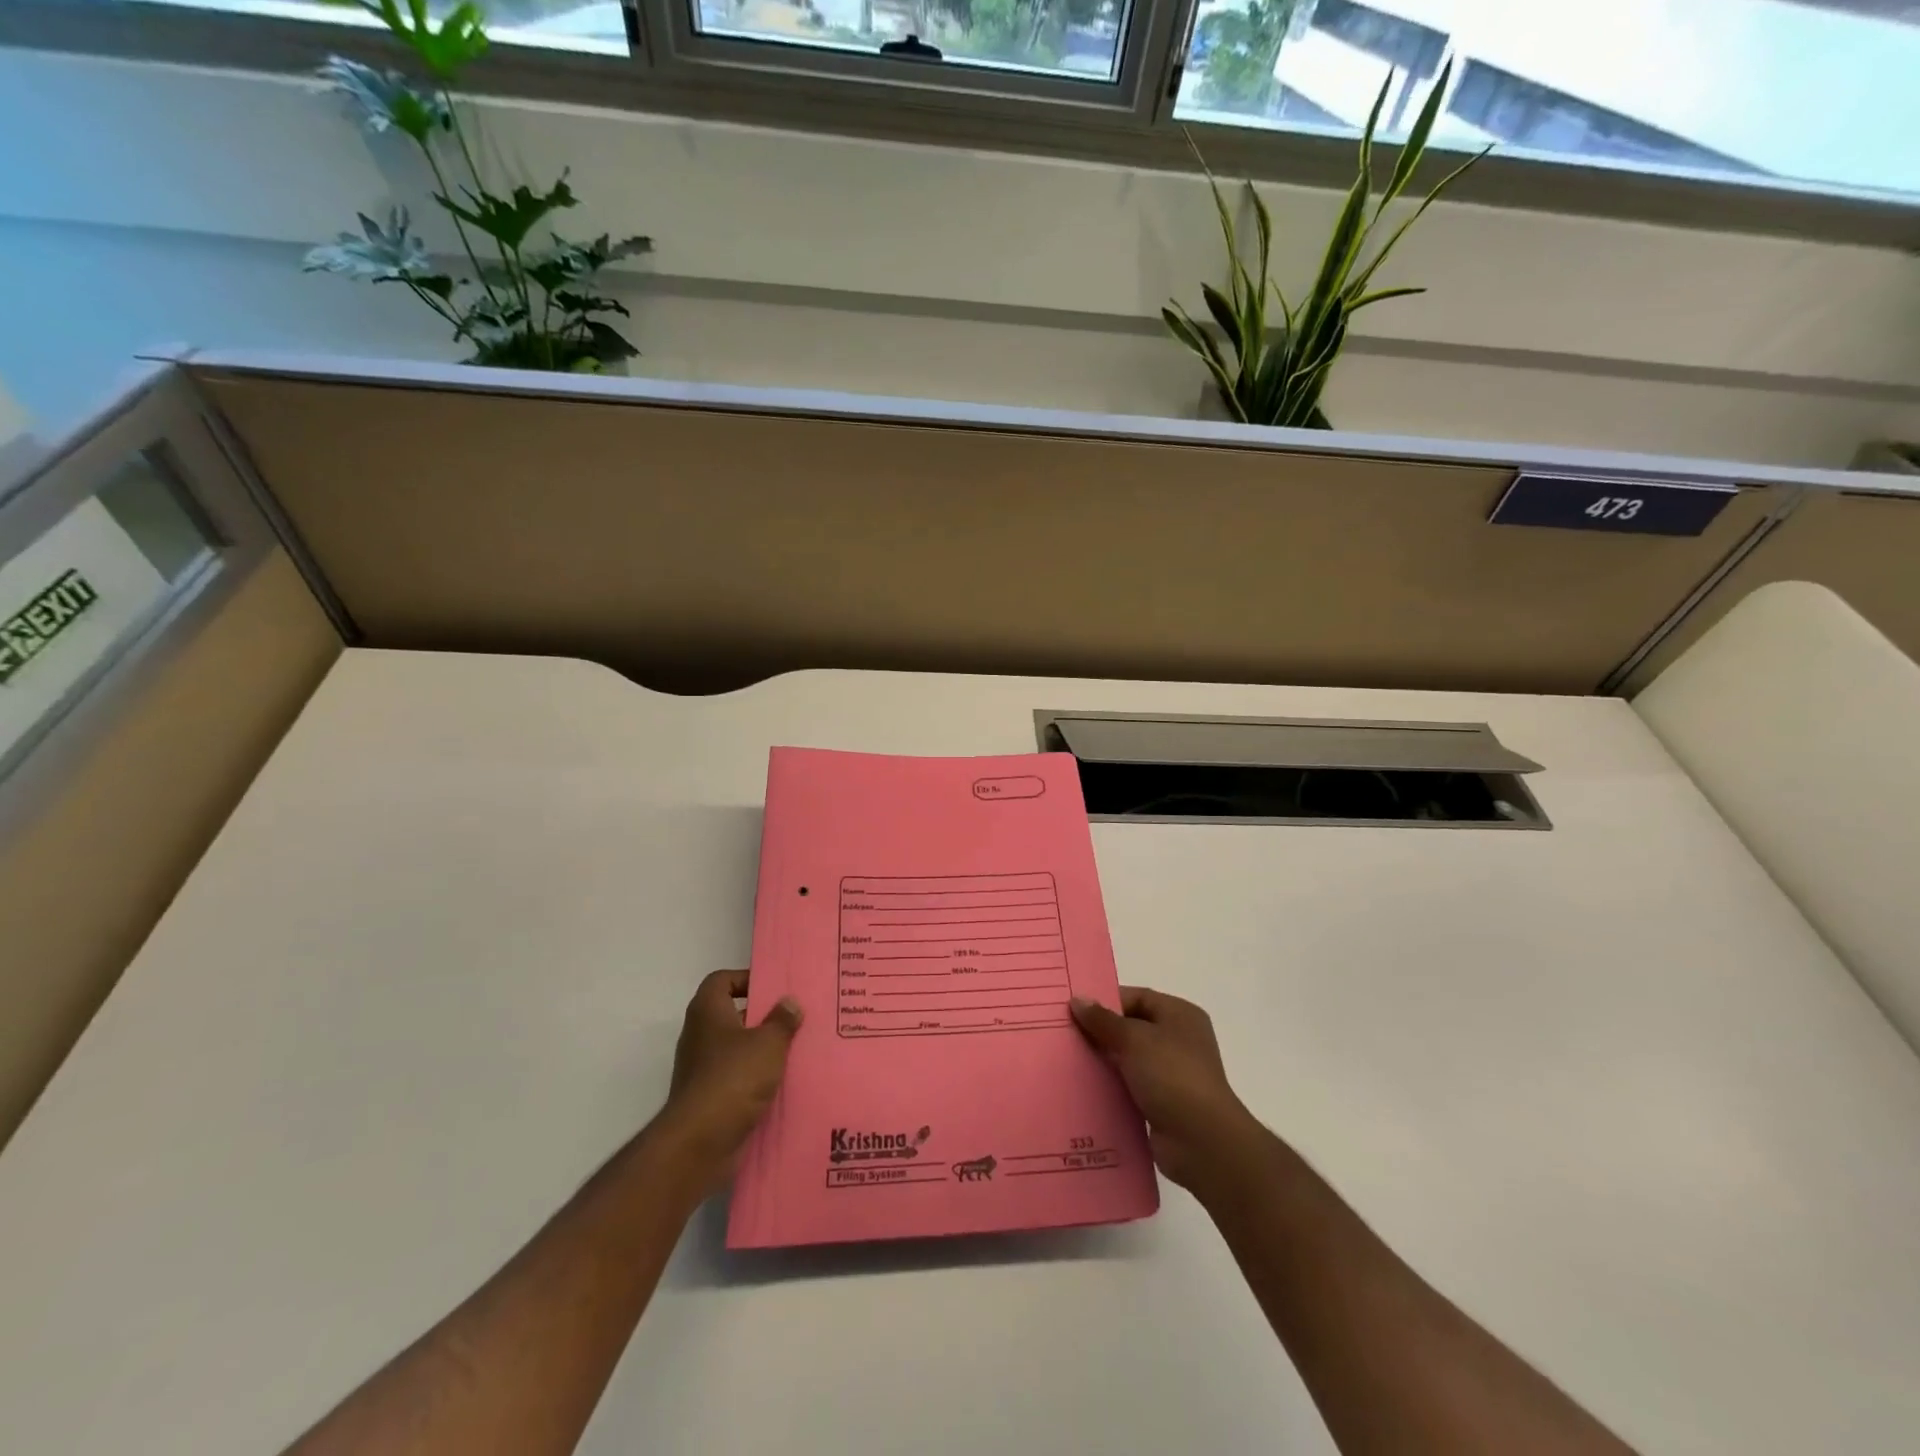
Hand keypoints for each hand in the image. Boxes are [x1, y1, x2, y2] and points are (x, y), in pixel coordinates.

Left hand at [659, 970, 802, 1189]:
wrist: (699, 1143)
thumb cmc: (733, 1078)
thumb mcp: (767, 1043)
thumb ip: (782, 1020)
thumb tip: (789, 1002)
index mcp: (708, 1012)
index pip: (721, 980)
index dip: (746, 978)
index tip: (774, 988)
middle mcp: (700, 1035)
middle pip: (731, 1014)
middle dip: (761, 1015)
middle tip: (794, 1016)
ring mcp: (701, 1068)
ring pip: (736, 1048)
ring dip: (761, 1048)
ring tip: (796, 1048)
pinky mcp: (708, 1097)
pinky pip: (736, 1077)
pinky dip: (756, 1077)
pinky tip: (783, 1081)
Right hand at [1071, 986, 1262, 1193]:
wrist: (1202, 1142)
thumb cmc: (1172, 1076)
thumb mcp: (1134, 1039)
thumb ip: (1103, 1020)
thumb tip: (1077, 999)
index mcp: (1179, 1015)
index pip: (1137, 998)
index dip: (1106, 1001)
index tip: (1073, 1009)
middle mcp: (1178, 1040)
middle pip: (1131, 1028)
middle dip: (1100, 1032)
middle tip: (1064, 1034)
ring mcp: (1172, 1074)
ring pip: (1128, 1060)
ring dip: (1103, 1061)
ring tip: (1067, 1061)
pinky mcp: (1163, 1104)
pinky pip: (1130, 1087)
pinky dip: (1111, 1087)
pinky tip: (1083, 1089)